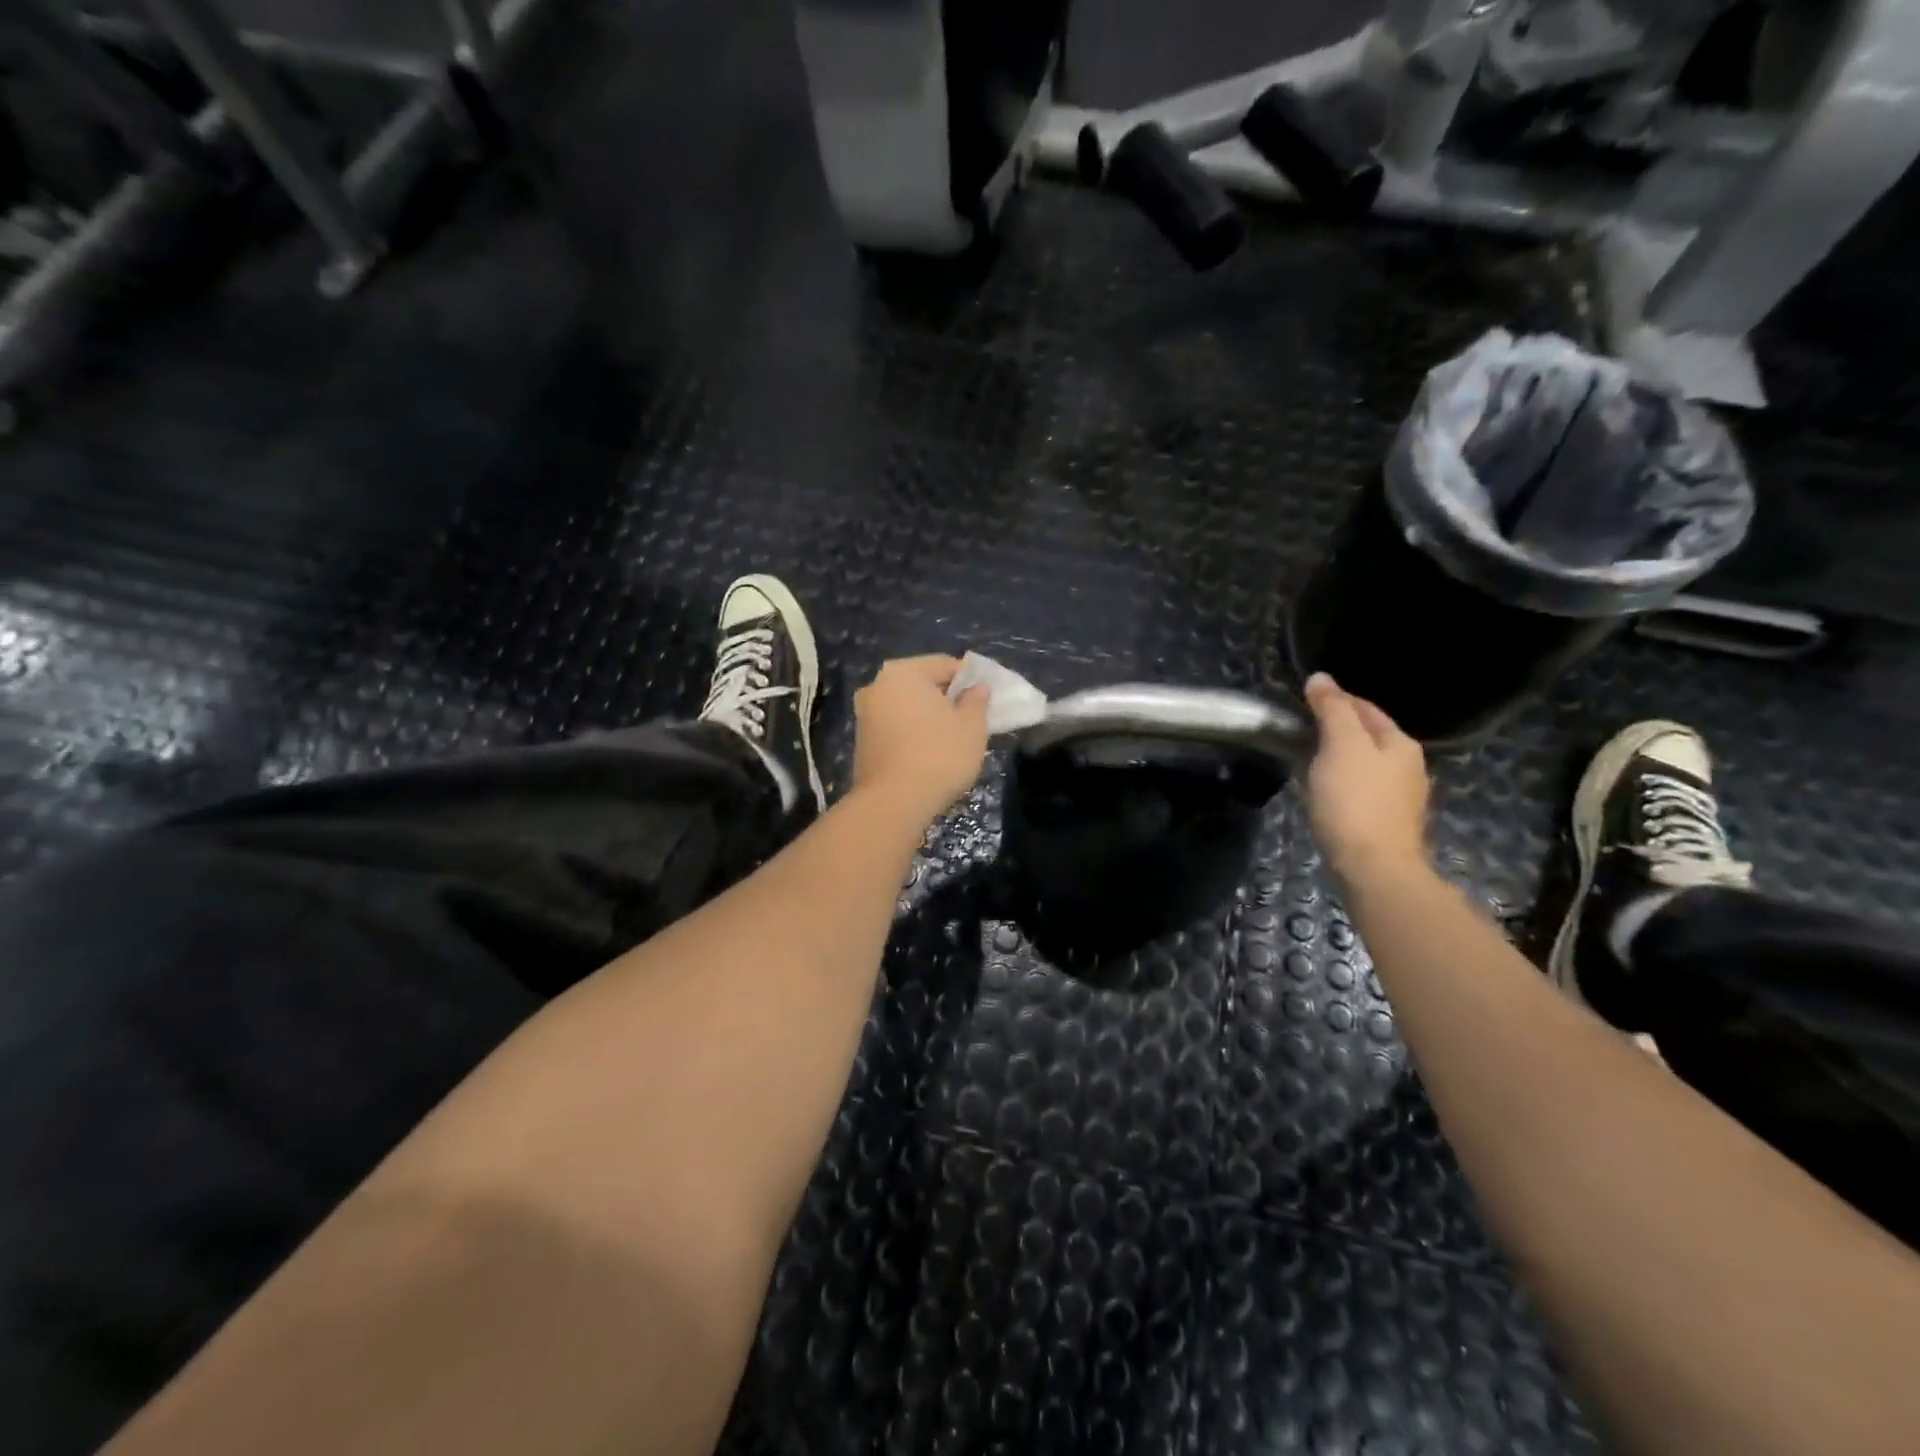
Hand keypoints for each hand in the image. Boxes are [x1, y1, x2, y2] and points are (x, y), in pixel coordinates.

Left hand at [851, 656, 990, 824]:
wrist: (893, 803)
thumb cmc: (939, 755)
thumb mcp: (972, 727)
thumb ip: (977, 702)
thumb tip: (977, 689)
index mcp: (903, 672)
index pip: (946, 665)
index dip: (972, 679)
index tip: (989, 697)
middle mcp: (878, 686)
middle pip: (923, 684)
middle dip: (948, 698)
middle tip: (973, 718)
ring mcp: (865, 714)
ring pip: (908, 707)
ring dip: (930, 717)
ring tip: (954, 738)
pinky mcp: (862, 741)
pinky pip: (896, 726)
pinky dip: (914, 732)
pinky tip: (931, 752)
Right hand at [1303, 672, 1429, 882]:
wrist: (1374, 868)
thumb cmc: (1355, 801)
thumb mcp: (1340, 746)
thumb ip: (1332, 709)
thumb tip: (1321, 678)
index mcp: (1400, 742)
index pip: (1365, 707)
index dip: (1334, 700)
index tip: (1302, 702)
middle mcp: (1409, 766)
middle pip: (1367, 736)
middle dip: (1336, 729)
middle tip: (1299, 731)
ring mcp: (1401, 797)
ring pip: (1364, 764)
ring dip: (1337, 758)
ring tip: (1306, 761)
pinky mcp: (1387, 823)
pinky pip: (1361, 791)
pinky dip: (1341, 784)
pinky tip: (1322, 793)